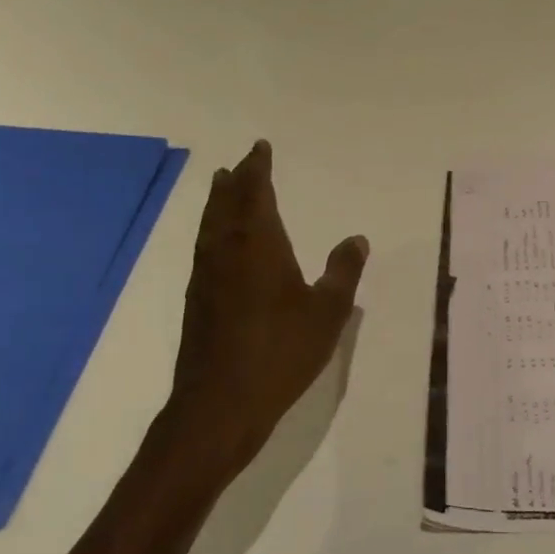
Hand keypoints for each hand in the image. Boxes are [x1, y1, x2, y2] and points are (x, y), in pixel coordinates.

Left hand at [167, 140, 368, 470]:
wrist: (219, 404)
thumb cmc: (280, 352)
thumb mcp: (327, 312)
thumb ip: (343, 272)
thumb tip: (357, 239)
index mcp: (258, 245)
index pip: (255, 193)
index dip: (258, 169)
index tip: (260, 148)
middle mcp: (227, 251)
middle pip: (227, 204)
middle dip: (235, 181)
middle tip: (240, 163)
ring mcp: (207, 277)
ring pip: (210, 225)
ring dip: (218, 202)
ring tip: (222, 188)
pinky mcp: (197, 301)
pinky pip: (204, 248)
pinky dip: (212, 230)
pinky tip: (218, 246)